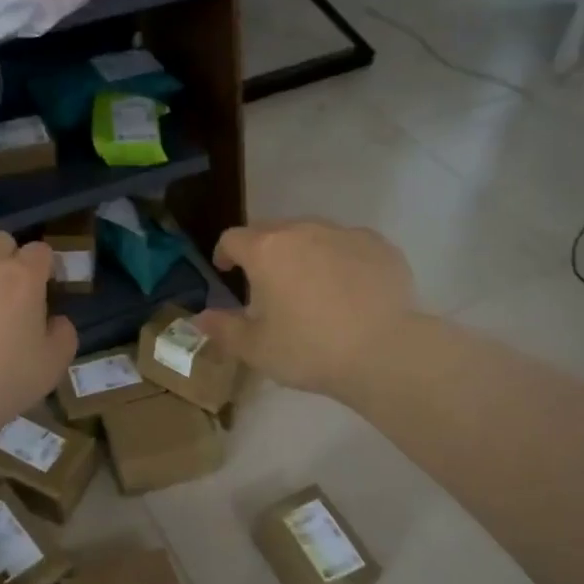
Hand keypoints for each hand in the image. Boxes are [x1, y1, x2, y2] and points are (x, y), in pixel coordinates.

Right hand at [196, 218, 417, 399]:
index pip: (233, 238)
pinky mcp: (379, 246)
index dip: (224, 253)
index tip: (226, 270)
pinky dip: (341, 260)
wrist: (384, 352)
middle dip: (264, 252)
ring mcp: (344, 234)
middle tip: (268, 284)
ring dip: (303, 253)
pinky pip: (349, 245)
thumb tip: (199, 318)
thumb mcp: (256, 349)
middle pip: (273, 231)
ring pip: (313, 235)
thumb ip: (224, 329)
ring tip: (310, 285)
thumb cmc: (309, 350)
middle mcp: (303, 231)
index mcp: (266, 251)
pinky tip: (349, 290)